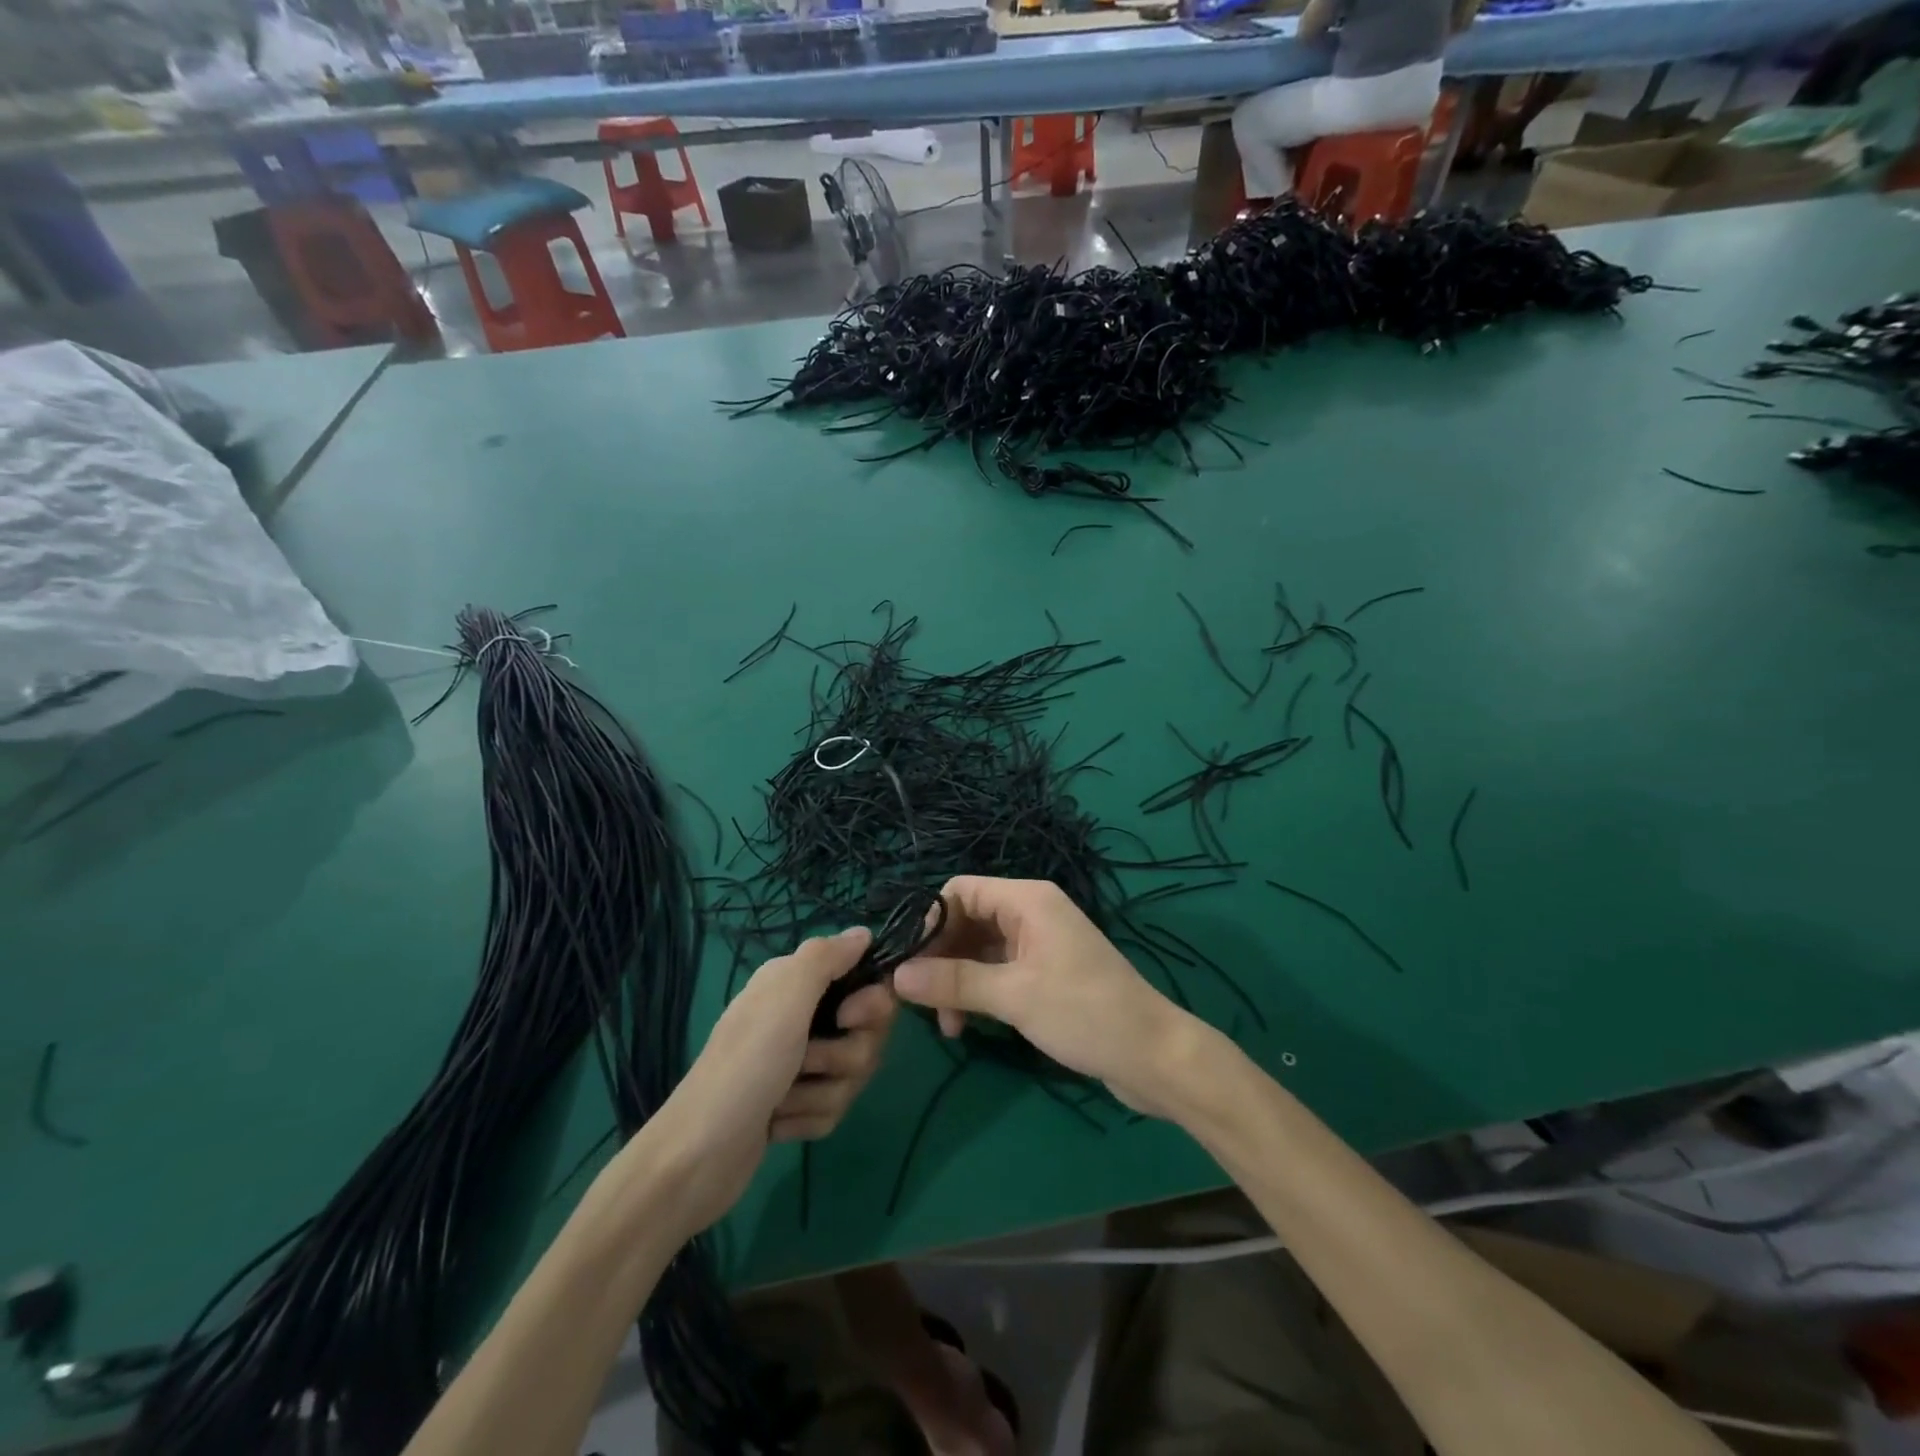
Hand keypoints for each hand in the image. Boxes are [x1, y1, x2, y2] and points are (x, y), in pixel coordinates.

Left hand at [648, 927, 896, 1233]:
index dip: (871, 1003)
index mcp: (797, 983)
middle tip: (807, 1062)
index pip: (867, 981)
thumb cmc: (746, 1065)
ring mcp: (800, 1064)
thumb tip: (864, 932)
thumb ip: (825, 957)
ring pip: (853, 1073)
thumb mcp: (785, 997)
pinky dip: (809, 1118)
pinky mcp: (797, 1105)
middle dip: (845, 1055)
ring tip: (784, 1100)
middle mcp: (801, 1016)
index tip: (848, 1018)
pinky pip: (835, 1107)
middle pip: (867, 1032)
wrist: (698, 1157)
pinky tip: (778, 1124)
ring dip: (822, 1092)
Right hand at [892, 876, 1199, 1117]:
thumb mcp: (1014, 996)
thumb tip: (896, 975)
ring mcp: (1040, 944)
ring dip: (957, 980)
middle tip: (919, 1000)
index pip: (960, 891)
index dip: (930, 922)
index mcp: (1027, 900)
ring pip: (980, 949)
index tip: (908, 963)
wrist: (1152, 1056)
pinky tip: (966, 1025)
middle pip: (967, 920)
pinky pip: (998, 971)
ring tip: (946, 1026)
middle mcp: (1032, 913)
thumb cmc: (1085, 1013)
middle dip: (941, 957)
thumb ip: (953, 981)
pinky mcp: (1046, 973)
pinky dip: (978, 992)